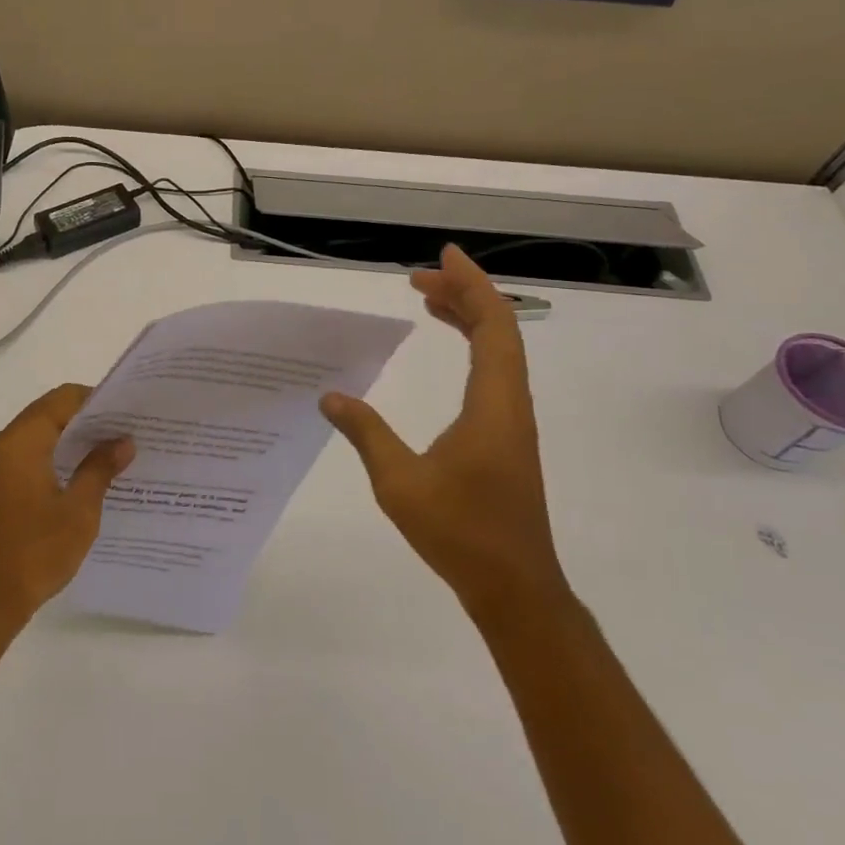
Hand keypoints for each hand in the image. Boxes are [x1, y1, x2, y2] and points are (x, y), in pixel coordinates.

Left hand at [0, 383, 134, 630]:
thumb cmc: (34, 552)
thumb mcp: (78, 510)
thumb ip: (100, 468)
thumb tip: (123, 441)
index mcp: (21, 442)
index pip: (62, 399)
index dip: (96, 399)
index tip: (128, 411)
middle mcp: (5, 447)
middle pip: (49, 413)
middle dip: (88, 419)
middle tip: (127, 430)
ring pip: (41, 437)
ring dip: (74, 440)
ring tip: (114, 452)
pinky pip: (32, 458)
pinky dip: (59, 458)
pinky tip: (87, 477)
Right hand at [320, 244, 569, 629]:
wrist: (513, 586)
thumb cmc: (460, 531)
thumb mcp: (399, 481)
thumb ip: (366, 433)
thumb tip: (330, 397)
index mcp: (494, 404)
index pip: (493, 325)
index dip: (471, 285)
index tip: (443, 257)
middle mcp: (511, 404)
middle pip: (499, 330)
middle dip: (463, 294)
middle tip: (419, 278)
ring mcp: (512, 422)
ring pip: (500, 352)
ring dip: (469, 320)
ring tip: (429, 301)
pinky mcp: (506, 439)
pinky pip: (494, 375)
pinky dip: (473, 349)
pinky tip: (449, 357)